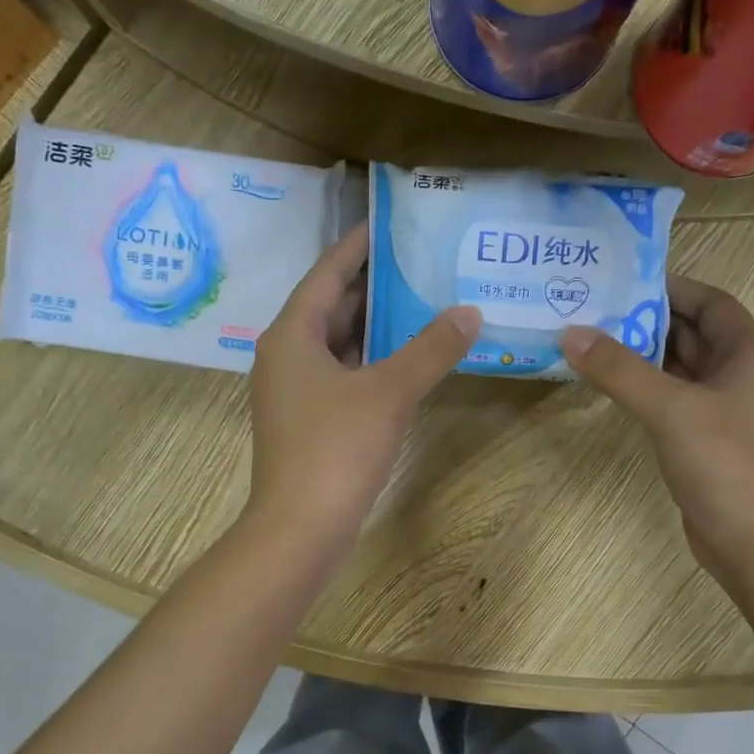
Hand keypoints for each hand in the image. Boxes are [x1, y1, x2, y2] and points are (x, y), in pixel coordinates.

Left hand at [247, 223, 479, 550]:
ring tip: (421, 304)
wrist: (300, 529)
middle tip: (418, 263)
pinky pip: (342, 375)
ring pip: (337, 345)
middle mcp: (285, 357)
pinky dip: (371, 362)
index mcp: (291, 336)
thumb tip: (468, 312)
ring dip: (375, 326)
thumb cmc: (336, 448)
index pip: (326, 275)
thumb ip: (430, 349)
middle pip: (331, 308)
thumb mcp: (389, 391)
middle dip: (372, 287)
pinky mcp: (308, 423)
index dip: (356, 247)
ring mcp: (294, 393)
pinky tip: (406, 362)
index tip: (386, 223)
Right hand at [561, 275, 753, 592]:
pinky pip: (674, 398)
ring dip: (644, 354)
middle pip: (694, 333)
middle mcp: (741, 376)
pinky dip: (646, 387)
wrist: (750, 542)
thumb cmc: (722, 464)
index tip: (626, 280)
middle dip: (649, 320)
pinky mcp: (707, 438)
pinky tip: (611, 385)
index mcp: (748, 356)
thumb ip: (619, 369)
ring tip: (593, 340)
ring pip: (681, 368)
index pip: (713, 303)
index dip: (674, 287)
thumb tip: (571, 333)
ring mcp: (724, 410)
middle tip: (596, 309)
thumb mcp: (669, 409)